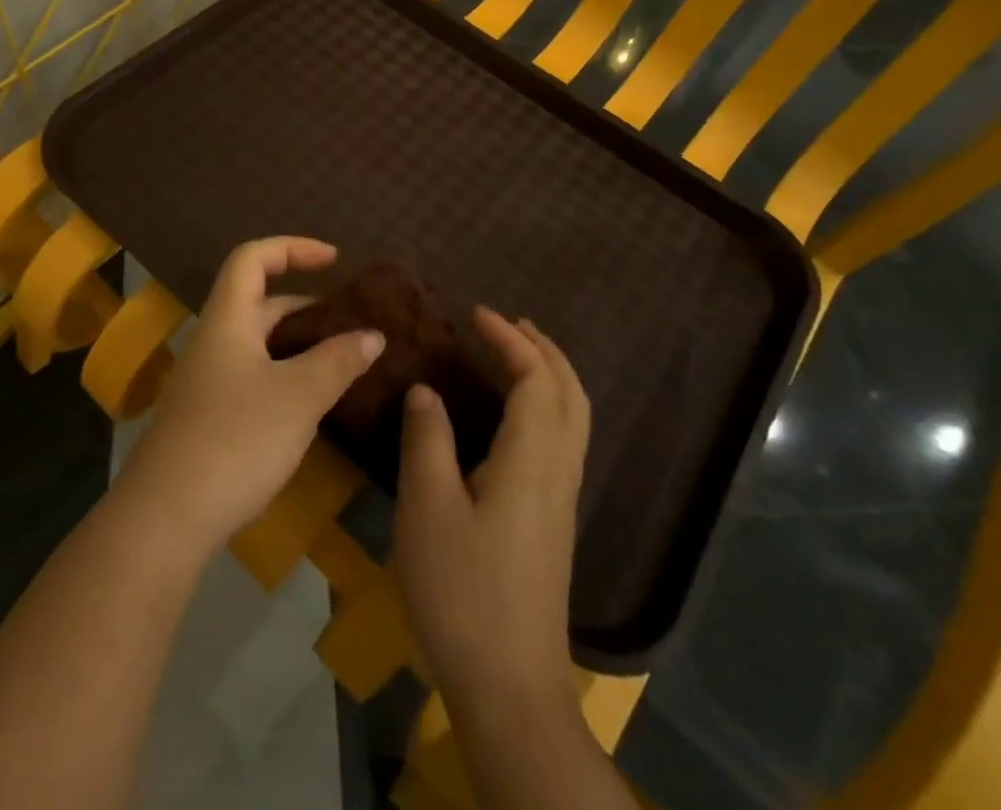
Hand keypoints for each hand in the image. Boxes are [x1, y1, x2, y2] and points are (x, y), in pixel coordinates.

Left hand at [115, 237, 383, 553]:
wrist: (166, 517)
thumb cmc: (235, 439)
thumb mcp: (298, 396)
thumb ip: (338, 361)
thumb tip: (372, 335)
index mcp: (227, 320)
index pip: (252, 258)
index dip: (292, 248)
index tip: (334, 260)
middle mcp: (214, 341)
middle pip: (259, 301)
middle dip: (307, 304)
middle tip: (351, 322)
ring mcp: (208, 381)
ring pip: (259, 344)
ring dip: (300, 344)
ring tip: (344, 360)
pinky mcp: (209, 417)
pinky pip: (254, 376)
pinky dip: (287, 375)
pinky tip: (313, 403)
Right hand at [393, 307, 589, 707]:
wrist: (511, 688)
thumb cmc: (463, 591)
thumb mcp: (428, 508)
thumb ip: (427, 439)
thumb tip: (427, 389)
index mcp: (532, 459)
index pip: (535, 378)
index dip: (510, 339)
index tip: (475, 312)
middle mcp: (558, 471)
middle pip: (570, 393)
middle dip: (543, 349)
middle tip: (507, 323)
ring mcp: (561, 499)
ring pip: (574, 418)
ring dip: (550, 375)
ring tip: (514, 355)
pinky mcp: (554, 521)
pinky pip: (563, 440)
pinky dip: (547, 405)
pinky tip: (514, 416)